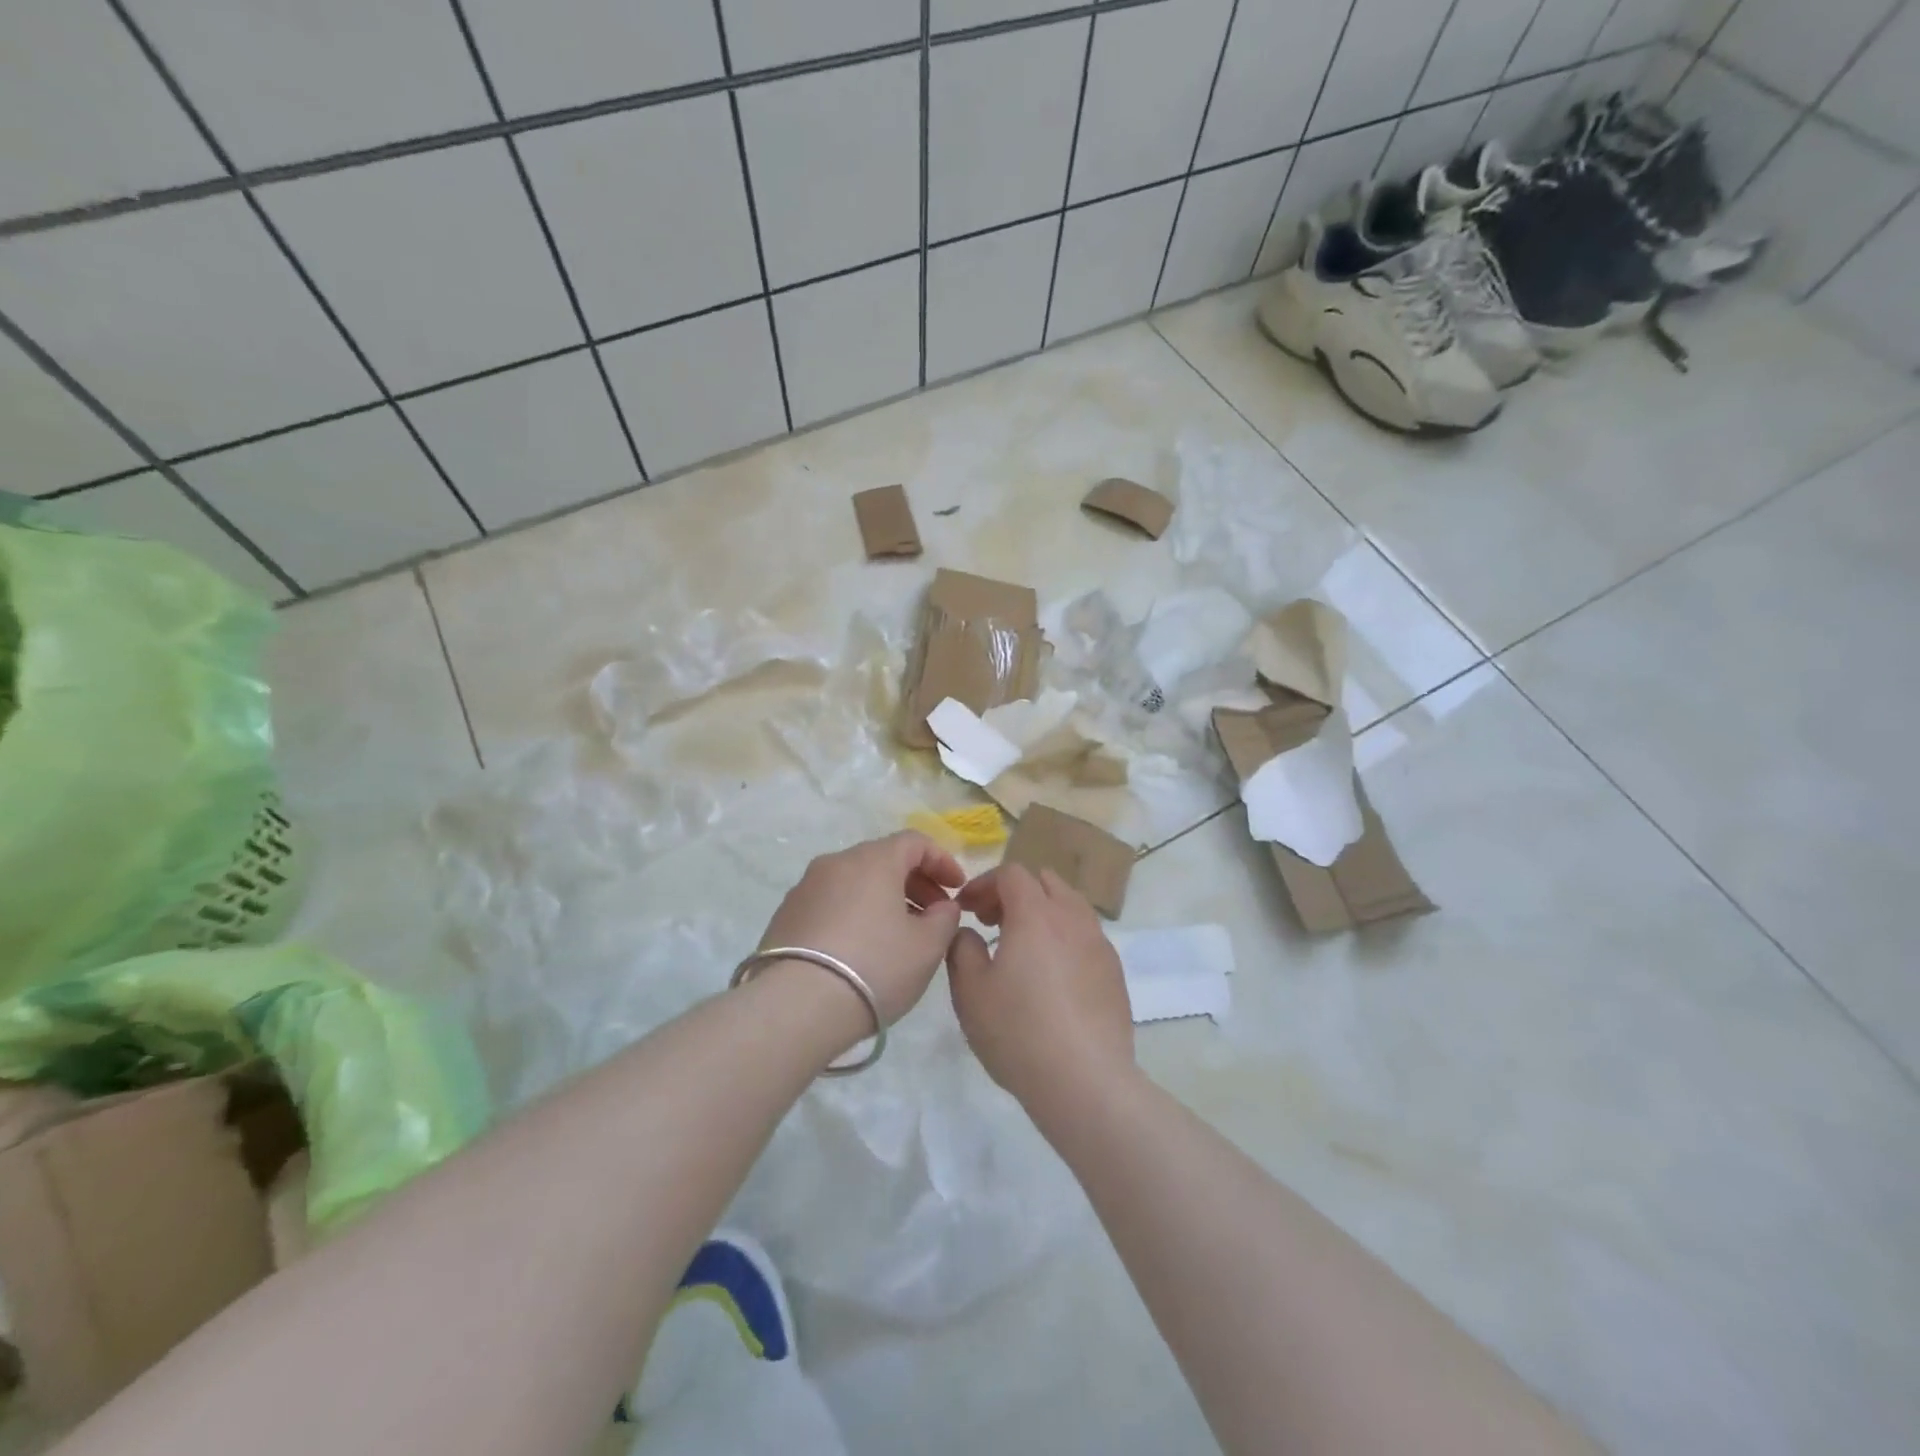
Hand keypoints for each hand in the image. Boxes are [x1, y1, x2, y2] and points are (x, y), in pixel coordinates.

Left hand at [757, 831, 965, 1025]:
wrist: (796, 1006)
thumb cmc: (875, 967)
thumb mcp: (928, 946)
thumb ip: (945, 918)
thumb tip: (941, 907)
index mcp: (873, 860)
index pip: (915, 842)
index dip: (942, 861)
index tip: (957, 889)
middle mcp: (836, 862)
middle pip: (883, 859)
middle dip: (914, 882)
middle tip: (933, 915)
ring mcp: (805, 888)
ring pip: (855, 882)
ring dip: (883, 899)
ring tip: (898, 936)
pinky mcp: (786, 915)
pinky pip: (831, 903)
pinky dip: (854, 914)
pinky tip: (861, 949)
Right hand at [946, 865, 1133, 1107]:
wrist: (1085, 1080)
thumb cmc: (1018, 1031)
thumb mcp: (970, 991)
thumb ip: (962, 948)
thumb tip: (968, 932)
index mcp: (1035, 914)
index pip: (1011, 873)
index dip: (984, 884)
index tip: (966, 908)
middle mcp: (1072, 918)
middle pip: (1046, 881)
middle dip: (1015, 892)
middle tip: (992, 921)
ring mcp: (1099, 943)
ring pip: (1071, 906)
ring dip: (1043, 912)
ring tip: (1023, 947)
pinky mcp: (1115, 971)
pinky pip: (1086, 936)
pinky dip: (1064, 937)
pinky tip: (1052, 976)